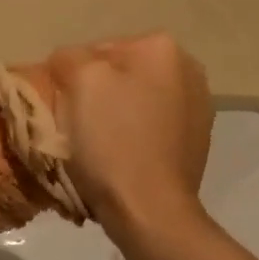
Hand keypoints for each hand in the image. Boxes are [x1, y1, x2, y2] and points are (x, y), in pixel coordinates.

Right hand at [46, 33, 212, 255]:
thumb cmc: (112, 142)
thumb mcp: (80, 83)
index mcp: (161, 48)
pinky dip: (132, 139)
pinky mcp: (196, 143)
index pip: (96, 51)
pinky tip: (120, 161)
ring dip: (114, 118)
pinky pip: (149, 129)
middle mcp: (188, 70)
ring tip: (96, 149)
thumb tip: (68, 62)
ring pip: (134, 103)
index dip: (71, 78)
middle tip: (75, 128)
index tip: (61, 108)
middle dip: (95, 97)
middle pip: (119, 76)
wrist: (150, 211)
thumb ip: (70, 58)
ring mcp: (197, 108)